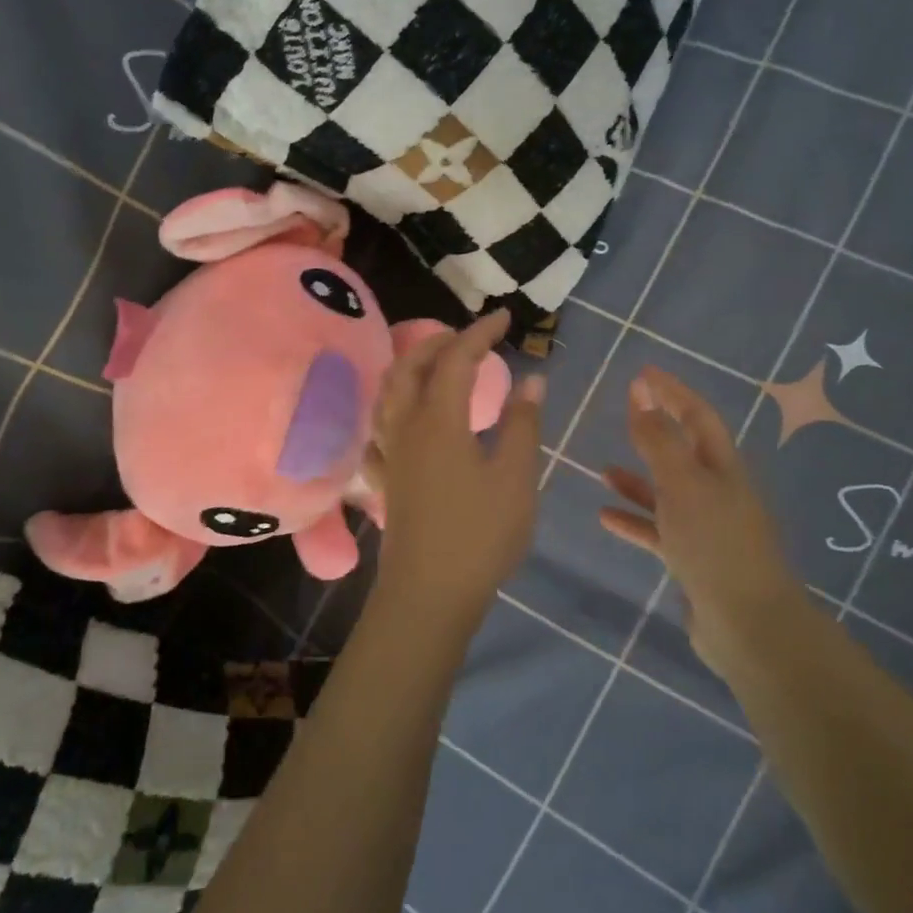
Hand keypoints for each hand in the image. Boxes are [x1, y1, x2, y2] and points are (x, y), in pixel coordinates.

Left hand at [374, 310, 544, 614]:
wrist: (428, 594)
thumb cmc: (480, 535)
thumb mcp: (516, 478)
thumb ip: (523, 424)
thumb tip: (533, 380)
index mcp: (439, 420)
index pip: (456, 359)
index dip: (480, 333)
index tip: (505, 318)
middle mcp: (406, 427)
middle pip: (411, 366)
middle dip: (440, 341)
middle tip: (471, 336)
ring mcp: (389, 453)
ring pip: (389, 392)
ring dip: (412, 367)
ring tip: (438, 364)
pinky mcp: (384, 478)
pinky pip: (380, 428)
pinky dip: (394, 408)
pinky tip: (405, 419)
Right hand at [597, 367, 800, 675]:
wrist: (747, 624)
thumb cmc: (714, 544)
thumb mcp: (682, 484)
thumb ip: (659, 441)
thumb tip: (642, 394)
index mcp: (722, 467)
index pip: (697, 416)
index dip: (672, 392)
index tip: (643, 373)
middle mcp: (717, 491)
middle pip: (683, 450)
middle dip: (655, 429)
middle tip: (625, 409)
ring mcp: (706, 528)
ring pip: (667, 493)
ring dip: (638, 479)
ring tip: (603, 469)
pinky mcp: (693, 560)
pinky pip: (658, 531)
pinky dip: (634, 520)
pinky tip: (605, 517)